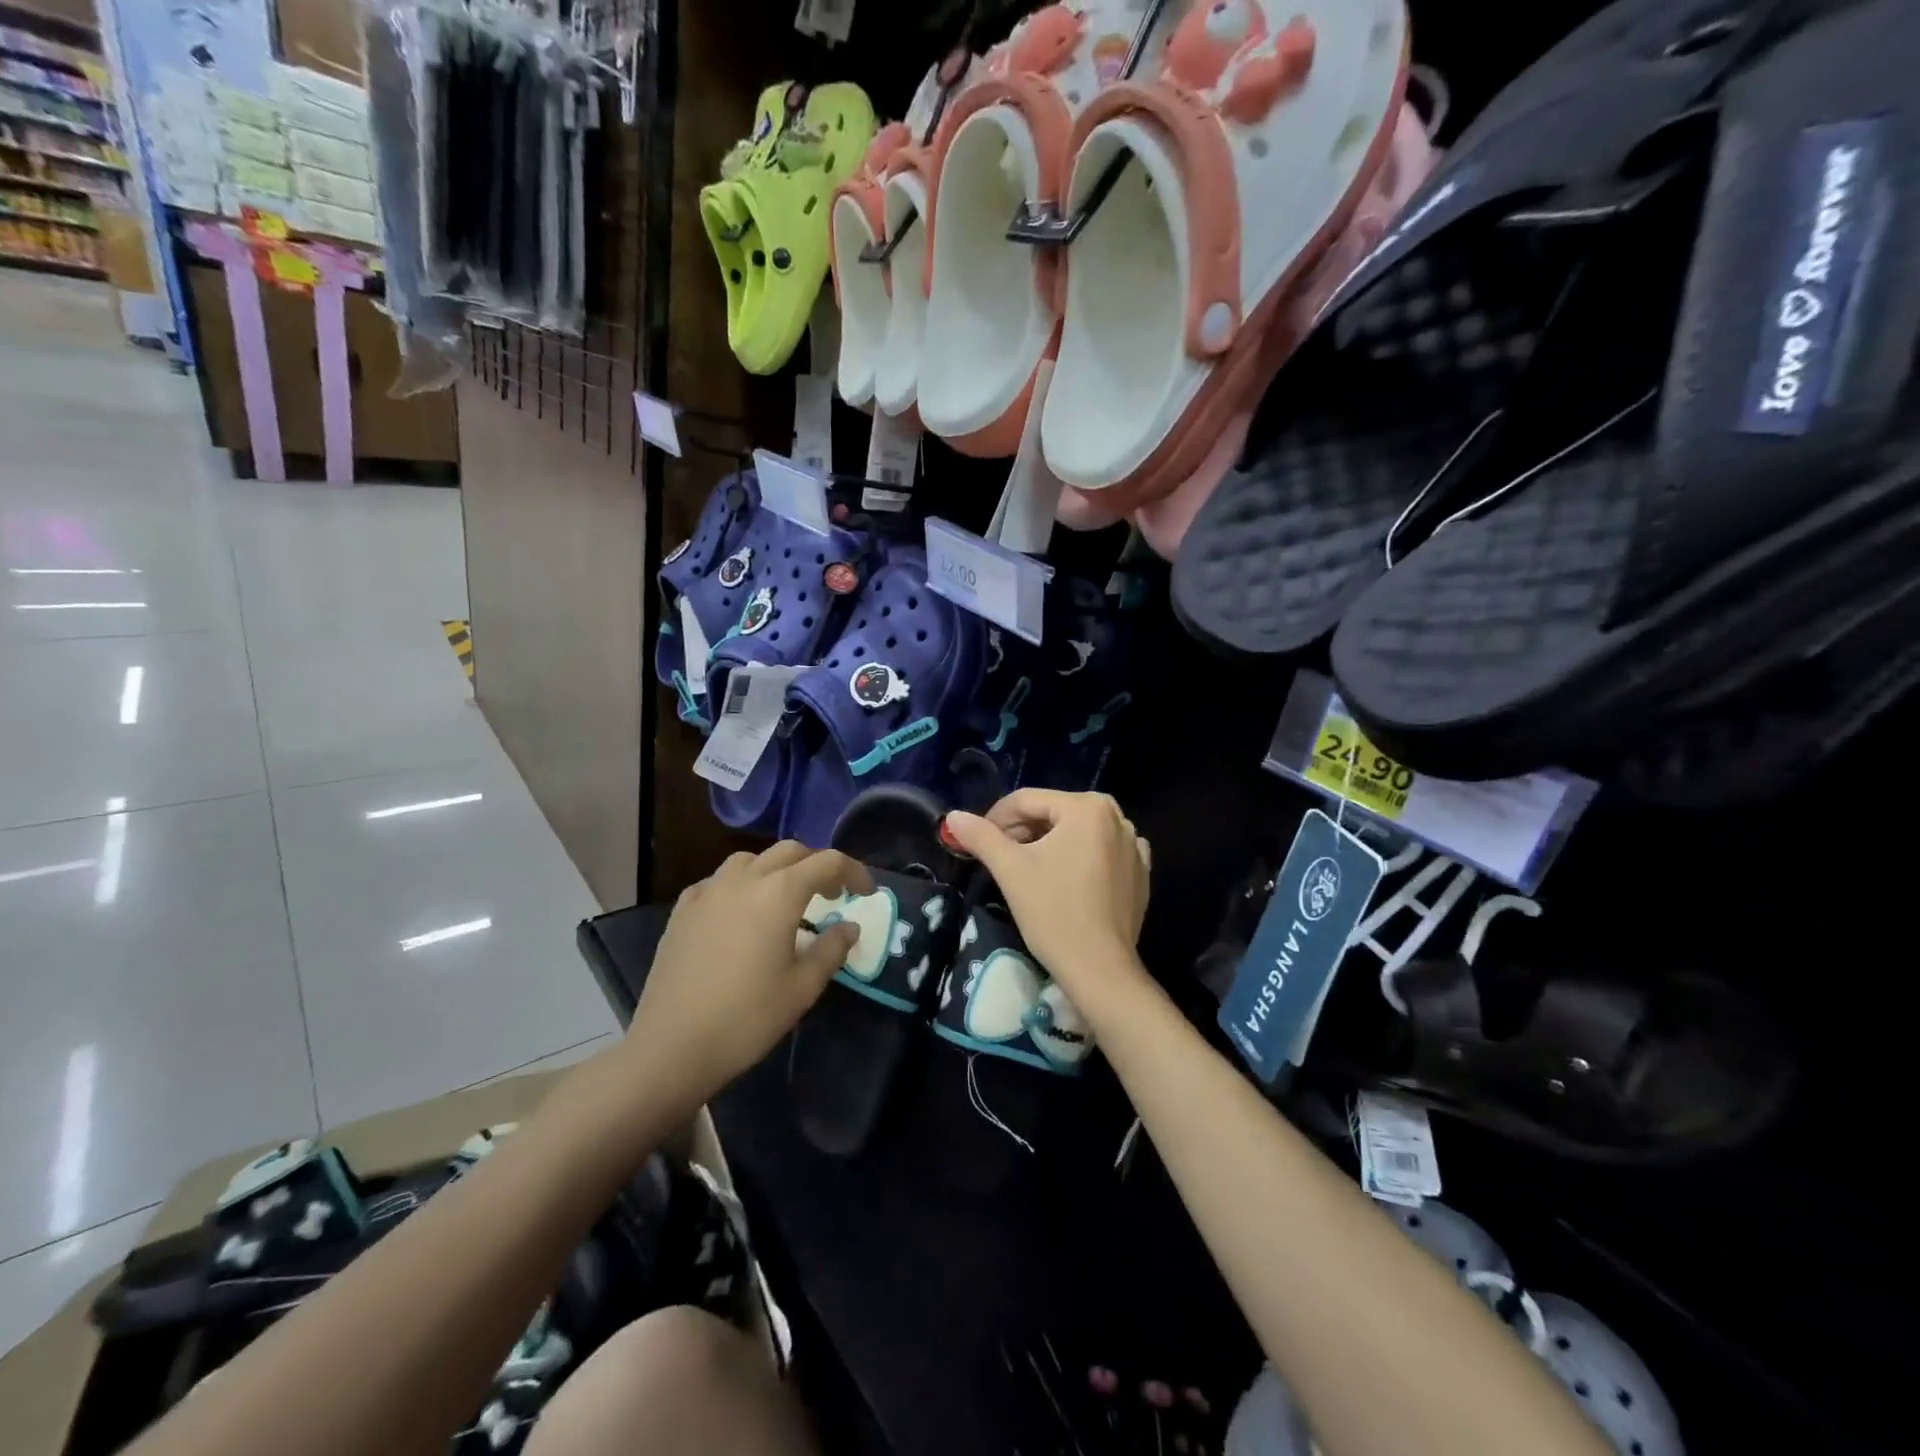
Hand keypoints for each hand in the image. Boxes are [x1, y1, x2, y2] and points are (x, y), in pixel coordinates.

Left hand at [625, 843, 872, 1107]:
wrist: (672, 1046)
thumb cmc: (747, 1017)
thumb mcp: (803, 987)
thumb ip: (831, 949)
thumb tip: (849, 926)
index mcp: (779, 892)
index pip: (827, 862)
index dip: (853, 871)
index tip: (866, 892)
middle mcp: (744, 879)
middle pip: (790, 852)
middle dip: (816, 866)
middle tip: (831, 895)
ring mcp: (708, 890)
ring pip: (751, 860)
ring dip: (777, 870)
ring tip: (785, 900)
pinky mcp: (683, 909)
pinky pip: (720, 881)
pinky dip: (741, 885)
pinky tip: (741, 913)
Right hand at [942, 791, 1150, 1004]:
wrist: (1099, 969)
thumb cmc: (1053, 912)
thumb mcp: (1010, 869)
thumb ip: (981, 836)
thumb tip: (953, 817)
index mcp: (1087, 807)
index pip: (1027, 801)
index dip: (995, 818)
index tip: (976, 842)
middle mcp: (1117, 817)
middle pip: (1053, 814)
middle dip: (1022, 832)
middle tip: (999, 859)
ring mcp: (1133, 846)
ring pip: (1076, 833)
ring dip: (1048, 845)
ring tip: (1026, 871)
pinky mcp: (1140, 873)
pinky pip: (1101, 853)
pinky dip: (1078, 859)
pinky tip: (1064, 881)